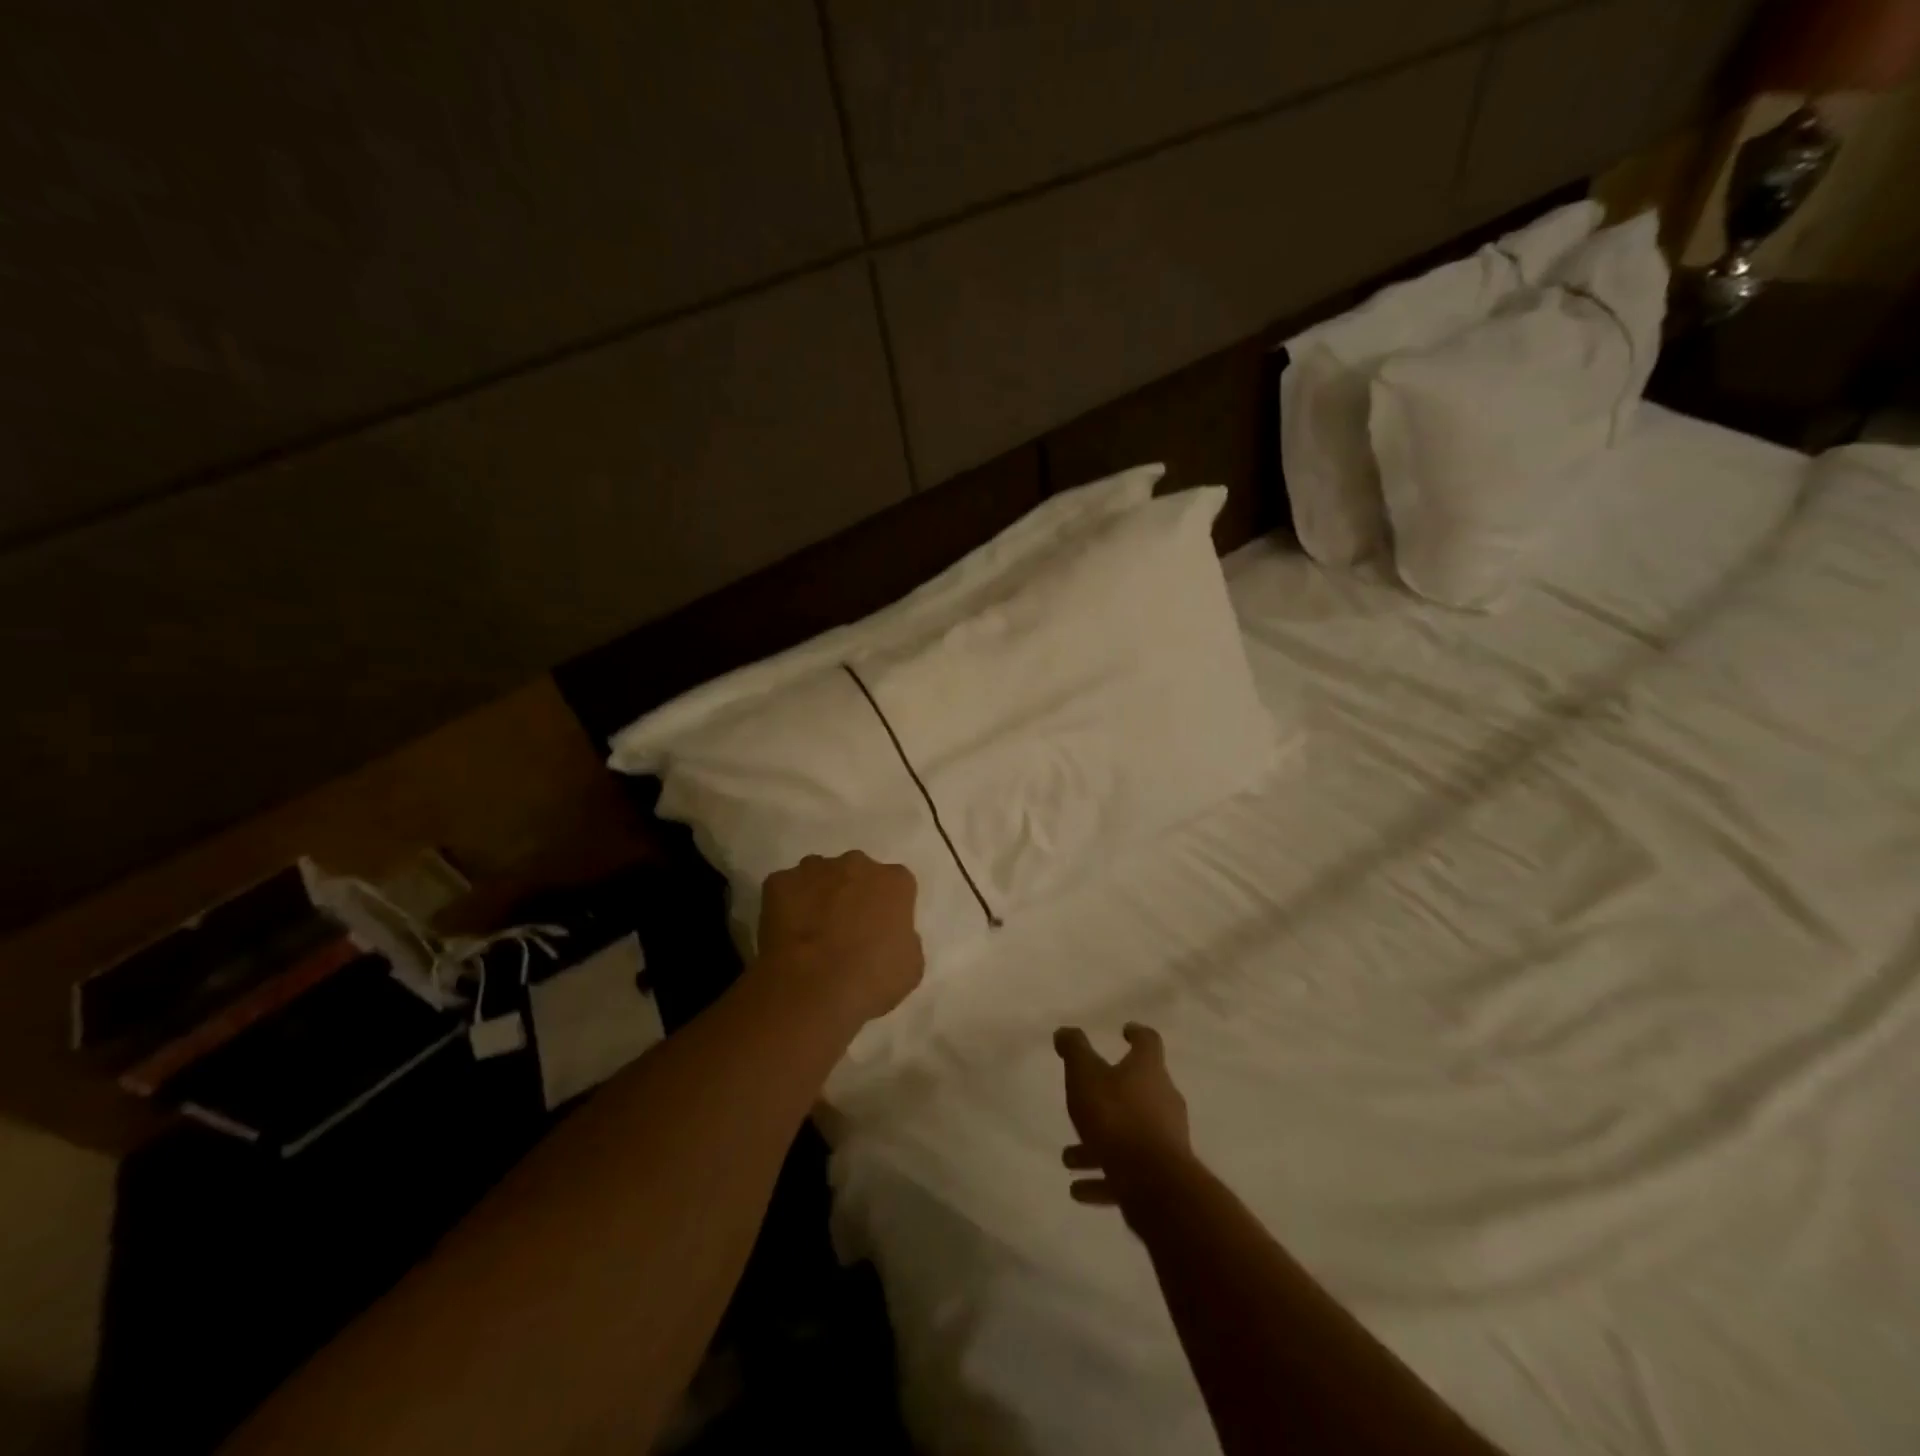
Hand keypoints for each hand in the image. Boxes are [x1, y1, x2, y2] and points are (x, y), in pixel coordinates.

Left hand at [758, 852, 923, 1028]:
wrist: (811, 988)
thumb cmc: (870, 980)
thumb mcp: (910, 967)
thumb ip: (904, 940)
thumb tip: (890, 937)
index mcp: (894, 881)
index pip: (896, 885)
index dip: (888, 908)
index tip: (880, 932)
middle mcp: (857, 863)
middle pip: (857, 873)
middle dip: (852, 894)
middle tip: (845, 930)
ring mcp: (815, 869)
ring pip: (819, 876)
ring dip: (819, 895)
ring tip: (812, 932)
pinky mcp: (779, 881)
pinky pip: (785, 889)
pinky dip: (786, 905)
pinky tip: (786, 934)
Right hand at [1055, 1023, 1190, 1207]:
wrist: (1153, 1185)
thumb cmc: (1116, 1117)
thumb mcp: (1085, 1075)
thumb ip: (1074, 1050)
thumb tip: (1065, 1032)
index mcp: (1148, 1070)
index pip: (1148, 1042)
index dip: (1136, 1034)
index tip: (1125, 1031)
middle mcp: (1164, 1100)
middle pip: (1139, 1090)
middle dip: (1109, 1095)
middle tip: (1085, 1100)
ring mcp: (1166, 1140)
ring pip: (1129, 1134)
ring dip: (1099, 1143)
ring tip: (1069, 1157)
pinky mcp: (1162, 1178)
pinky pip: (1128, 1172)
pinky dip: (1104, 1178)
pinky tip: (1079, 1189)